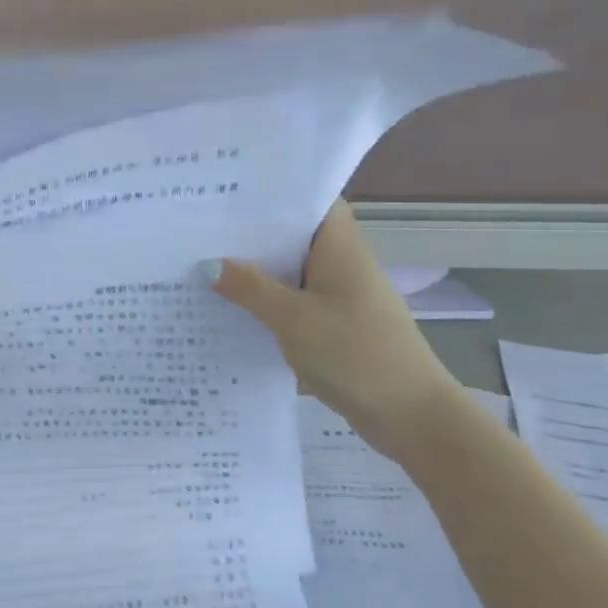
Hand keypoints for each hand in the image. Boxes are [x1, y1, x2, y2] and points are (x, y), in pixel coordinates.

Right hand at [208, 201, 464, 461]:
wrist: (410, 416)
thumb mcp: (294, 320)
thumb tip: (209, 264)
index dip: (272, 193)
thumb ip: (251, 289)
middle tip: (197, 229)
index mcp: (339, 248)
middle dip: (250, 235)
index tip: (227, 191)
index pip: (309, 201)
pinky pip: (292, 305)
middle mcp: (339, 264)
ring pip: (289, 274)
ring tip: (200, 265)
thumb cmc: (356, 354)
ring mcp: (338, 297)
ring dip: (254, 274)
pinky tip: (228, 312)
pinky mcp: (333, 327)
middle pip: (292, 237)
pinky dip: (265, 305)